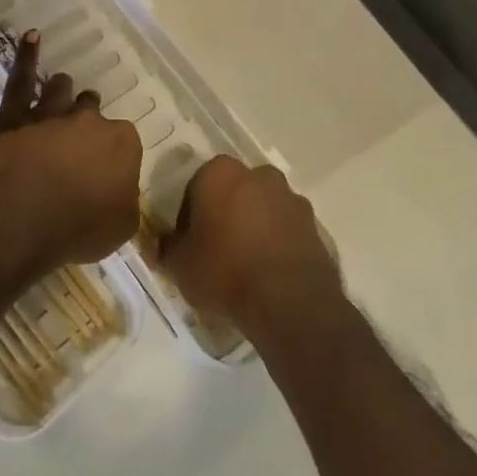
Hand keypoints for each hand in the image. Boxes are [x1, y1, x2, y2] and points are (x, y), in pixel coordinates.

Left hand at [0, 30, 141, 268]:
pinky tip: (31, 36)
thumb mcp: (121, 227)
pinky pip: (22, 78)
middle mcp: (89, 120)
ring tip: (60, 91)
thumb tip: (120, 191)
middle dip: (87, 118)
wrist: (20, 219)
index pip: (124, 140)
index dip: (112, 155)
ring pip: (61, 90)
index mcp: (122, 143)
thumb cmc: (77, 229)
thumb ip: (125, 200)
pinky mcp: (13, 115)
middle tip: (78, 138)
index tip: (104, 170)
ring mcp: (50, 113)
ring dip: (62, 91)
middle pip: (91, 110)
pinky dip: (27, 56)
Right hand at [158, 156, 340, 337]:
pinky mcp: (314, 224)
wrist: (289, 302)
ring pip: (261, 208)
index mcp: (220, 173)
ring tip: (245, 265)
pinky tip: (268, 272)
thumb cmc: (225, 272)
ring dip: (253, 226)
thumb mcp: (180, 265)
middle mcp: (258, 175)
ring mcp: (290, 197)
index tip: (189, 243)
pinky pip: (285, 228)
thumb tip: (162, 244)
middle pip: (233, 192)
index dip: (189, 216)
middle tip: (216, 250)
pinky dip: (276, 242)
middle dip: (225, 214)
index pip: (195, 187)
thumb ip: (168, 247)